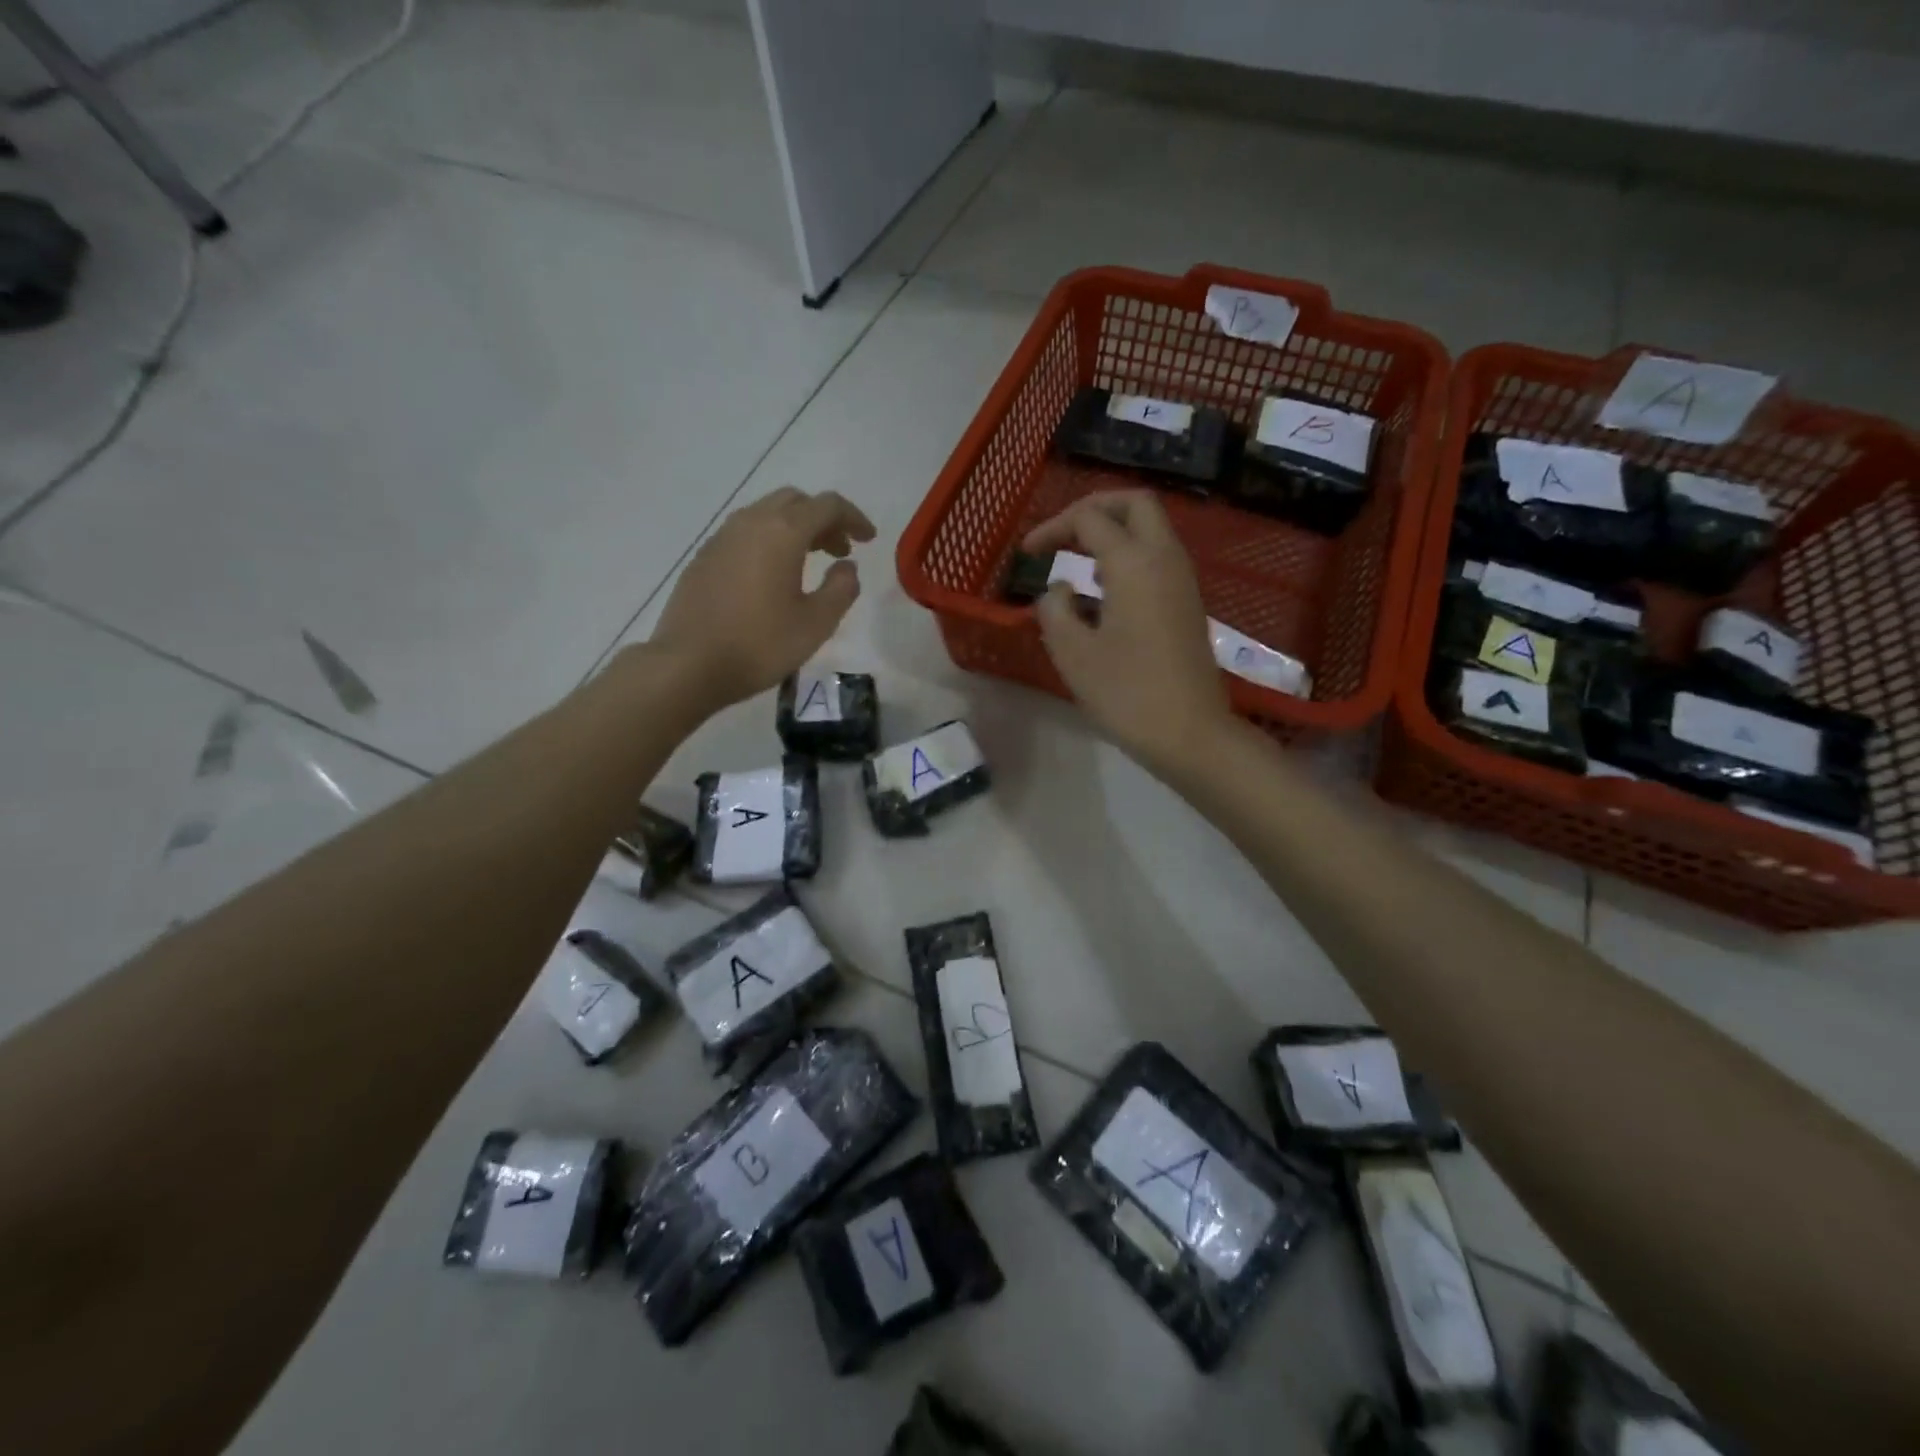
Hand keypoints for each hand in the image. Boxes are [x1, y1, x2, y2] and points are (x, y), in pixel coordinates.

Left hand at [650, 487, 875, 710]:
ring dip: (795, 528)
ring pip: (766, 514)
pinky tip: (772, 576)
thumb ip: (841, 589)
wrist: (688, 665)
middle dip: (823, 519)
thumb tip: (847, 566)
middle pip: (795, 501)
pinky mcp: (704, 557)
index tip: (869, 540)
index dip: (853, 518)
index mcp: (782, 532)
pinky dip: (769, 541)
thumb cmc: (760, 644)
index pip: (827, 505)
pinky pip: (745, 533)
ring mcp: (722, 538)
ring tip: (809, 562)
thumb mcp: (816, 623)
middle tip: (840, 550)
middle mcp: (750, 522)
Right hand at [1024, 491, 1231, 773]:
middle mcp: (1164, 558)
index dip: (1052, 528)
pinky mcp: (1187, 603)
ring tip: (1078, 561)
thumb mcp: (1073, 653)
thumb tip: (1059, 591)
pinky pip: (1158, 557)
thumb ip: (1054, 610)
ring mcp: (1182, 580)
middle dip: (1094, 507)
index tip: (1027, 555)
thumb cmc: (1126, 693)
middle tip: (1063, 532)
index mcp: (1134, 563)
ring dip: (1113, 531)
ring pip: (1151, 528)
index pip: (1089, 519)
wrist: (1190, 733)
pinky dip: (1129, 556)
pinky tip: (1104, 591)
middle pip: (1135, 503)